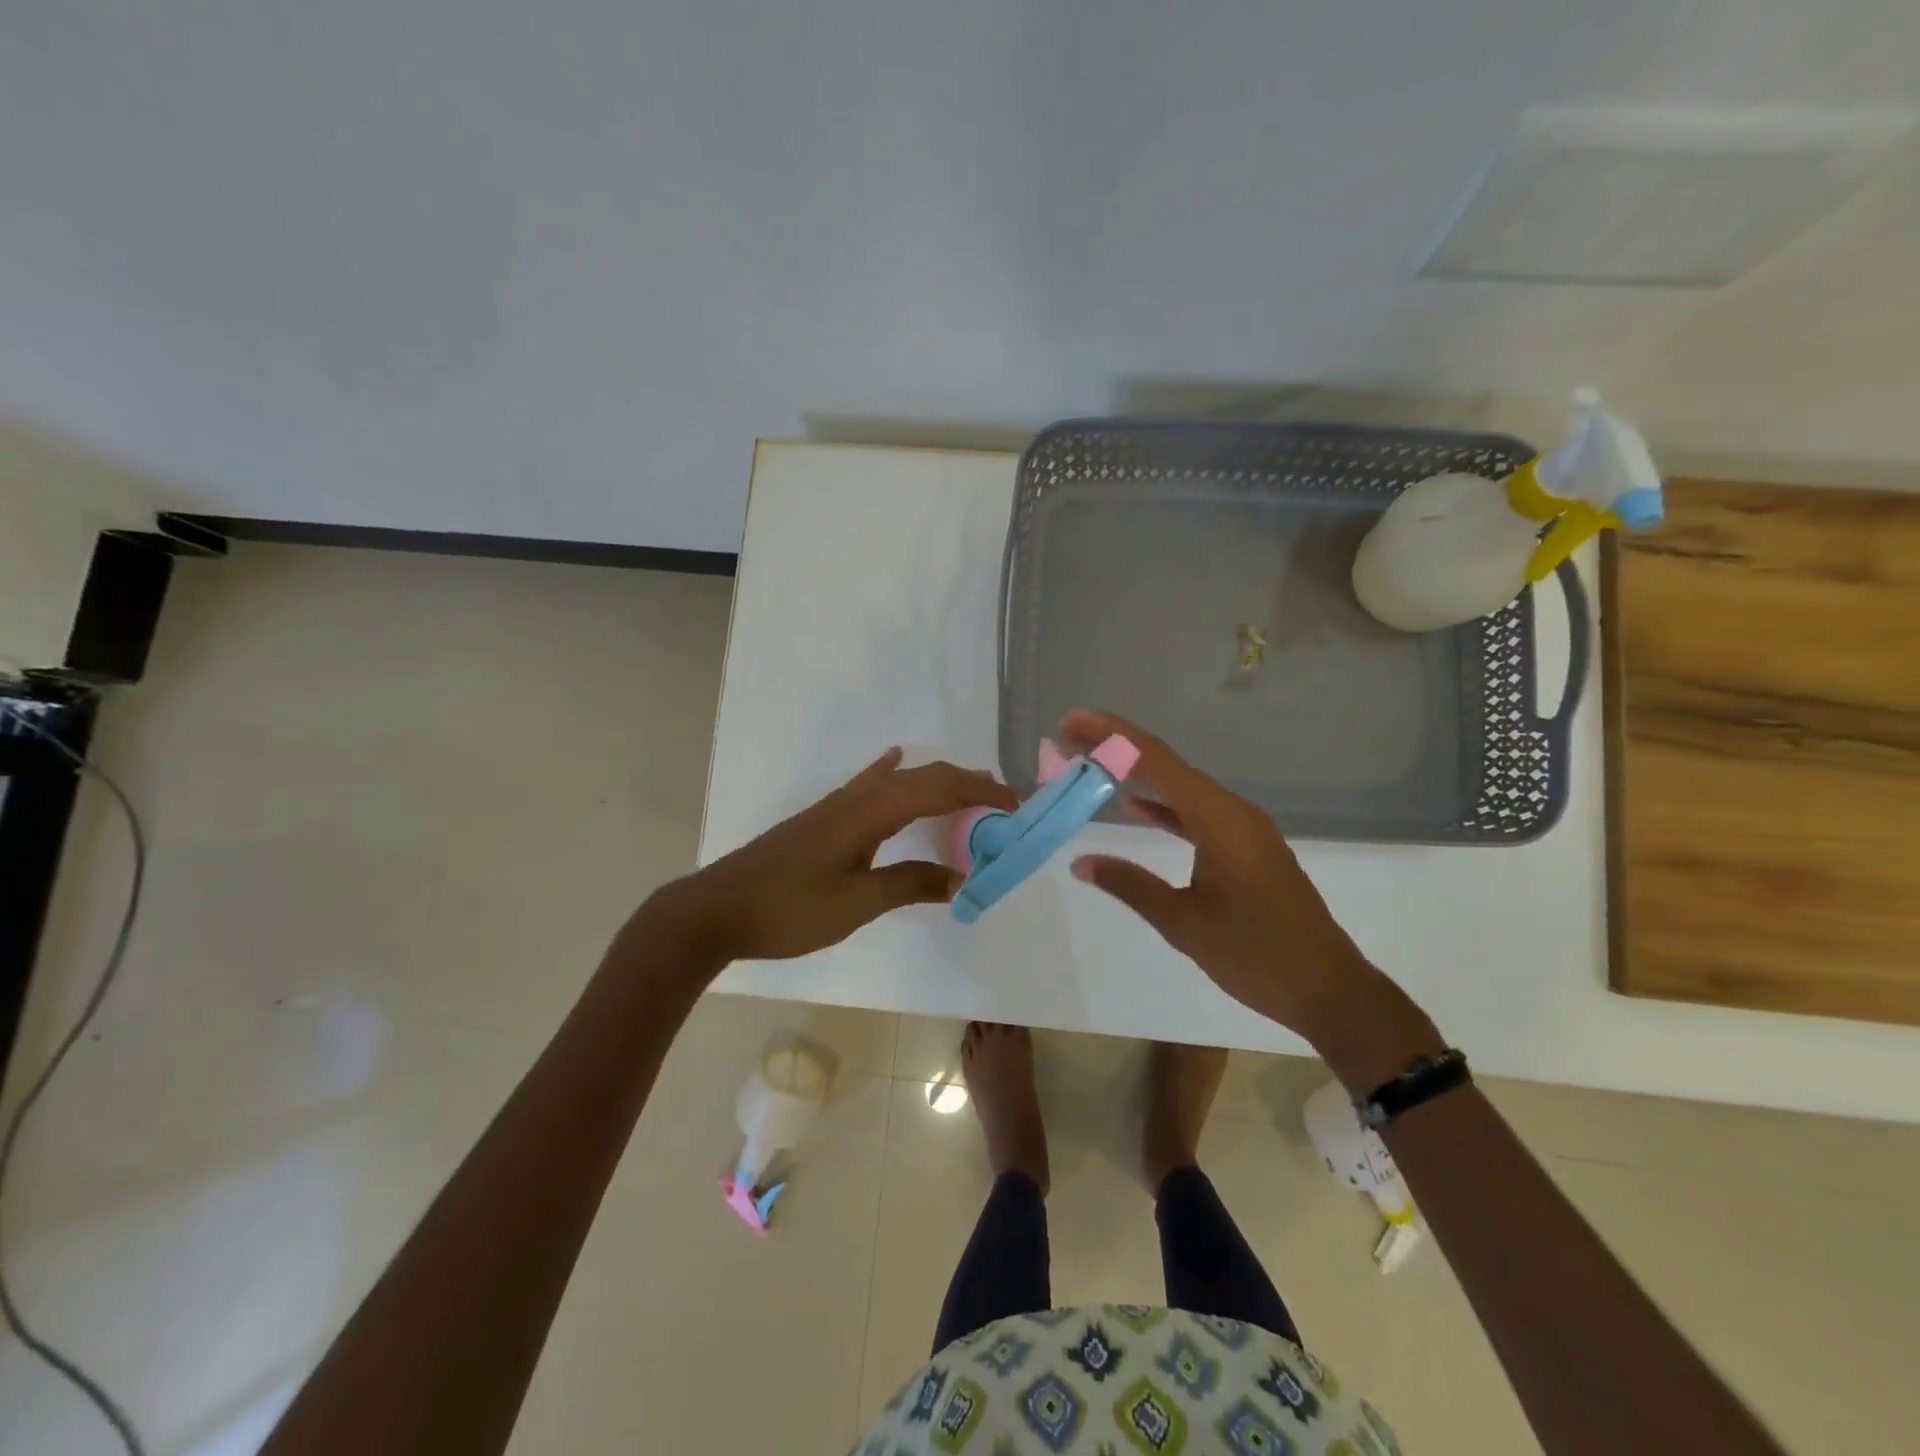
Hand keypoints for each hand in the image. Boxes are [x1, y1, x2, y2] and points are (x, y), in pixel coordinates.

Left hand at [636, 747, 1016, 970]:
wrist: (716, 911)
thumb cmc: (787, 911)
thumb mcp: (856, 904)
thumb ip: (910, 884)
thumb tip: (962, 878)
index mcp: (869, 813)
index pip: (938, 789)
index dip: (980, 792)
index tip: (1015, 805)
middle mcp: (856, 798)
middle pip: (922, 777)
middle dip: (966, 783)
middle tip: (1003, 801)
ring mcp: (836, 805)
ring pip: (898, 780)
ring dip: (937, 780)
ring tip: (969, 789)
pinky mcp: (822, 818)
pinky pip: (868, 784)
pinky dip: (890, 771)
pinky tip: (893, 759)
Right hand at [1061, 709, 1442, 1086]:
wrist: (1328, 989)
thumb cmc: (1255, 954)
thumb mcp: (1184, 922)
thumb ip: (1131, 885)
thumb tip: (1081, 863)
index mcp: (1219, 819)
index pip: (1156, 761)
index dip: (1111, 736)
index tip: (1073, 721)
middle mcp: (1233, 811)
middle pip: (1167, 764)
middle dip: (1118, 746)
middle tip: (1070, 736)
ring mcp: (1244, 828)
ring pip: (1182, 787)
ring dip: (1138, 773)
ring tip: (1094, 762)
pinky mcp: (1248, 847)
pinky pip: (1197, 812)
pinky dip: (1165, 806)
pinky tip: (1136, 807)